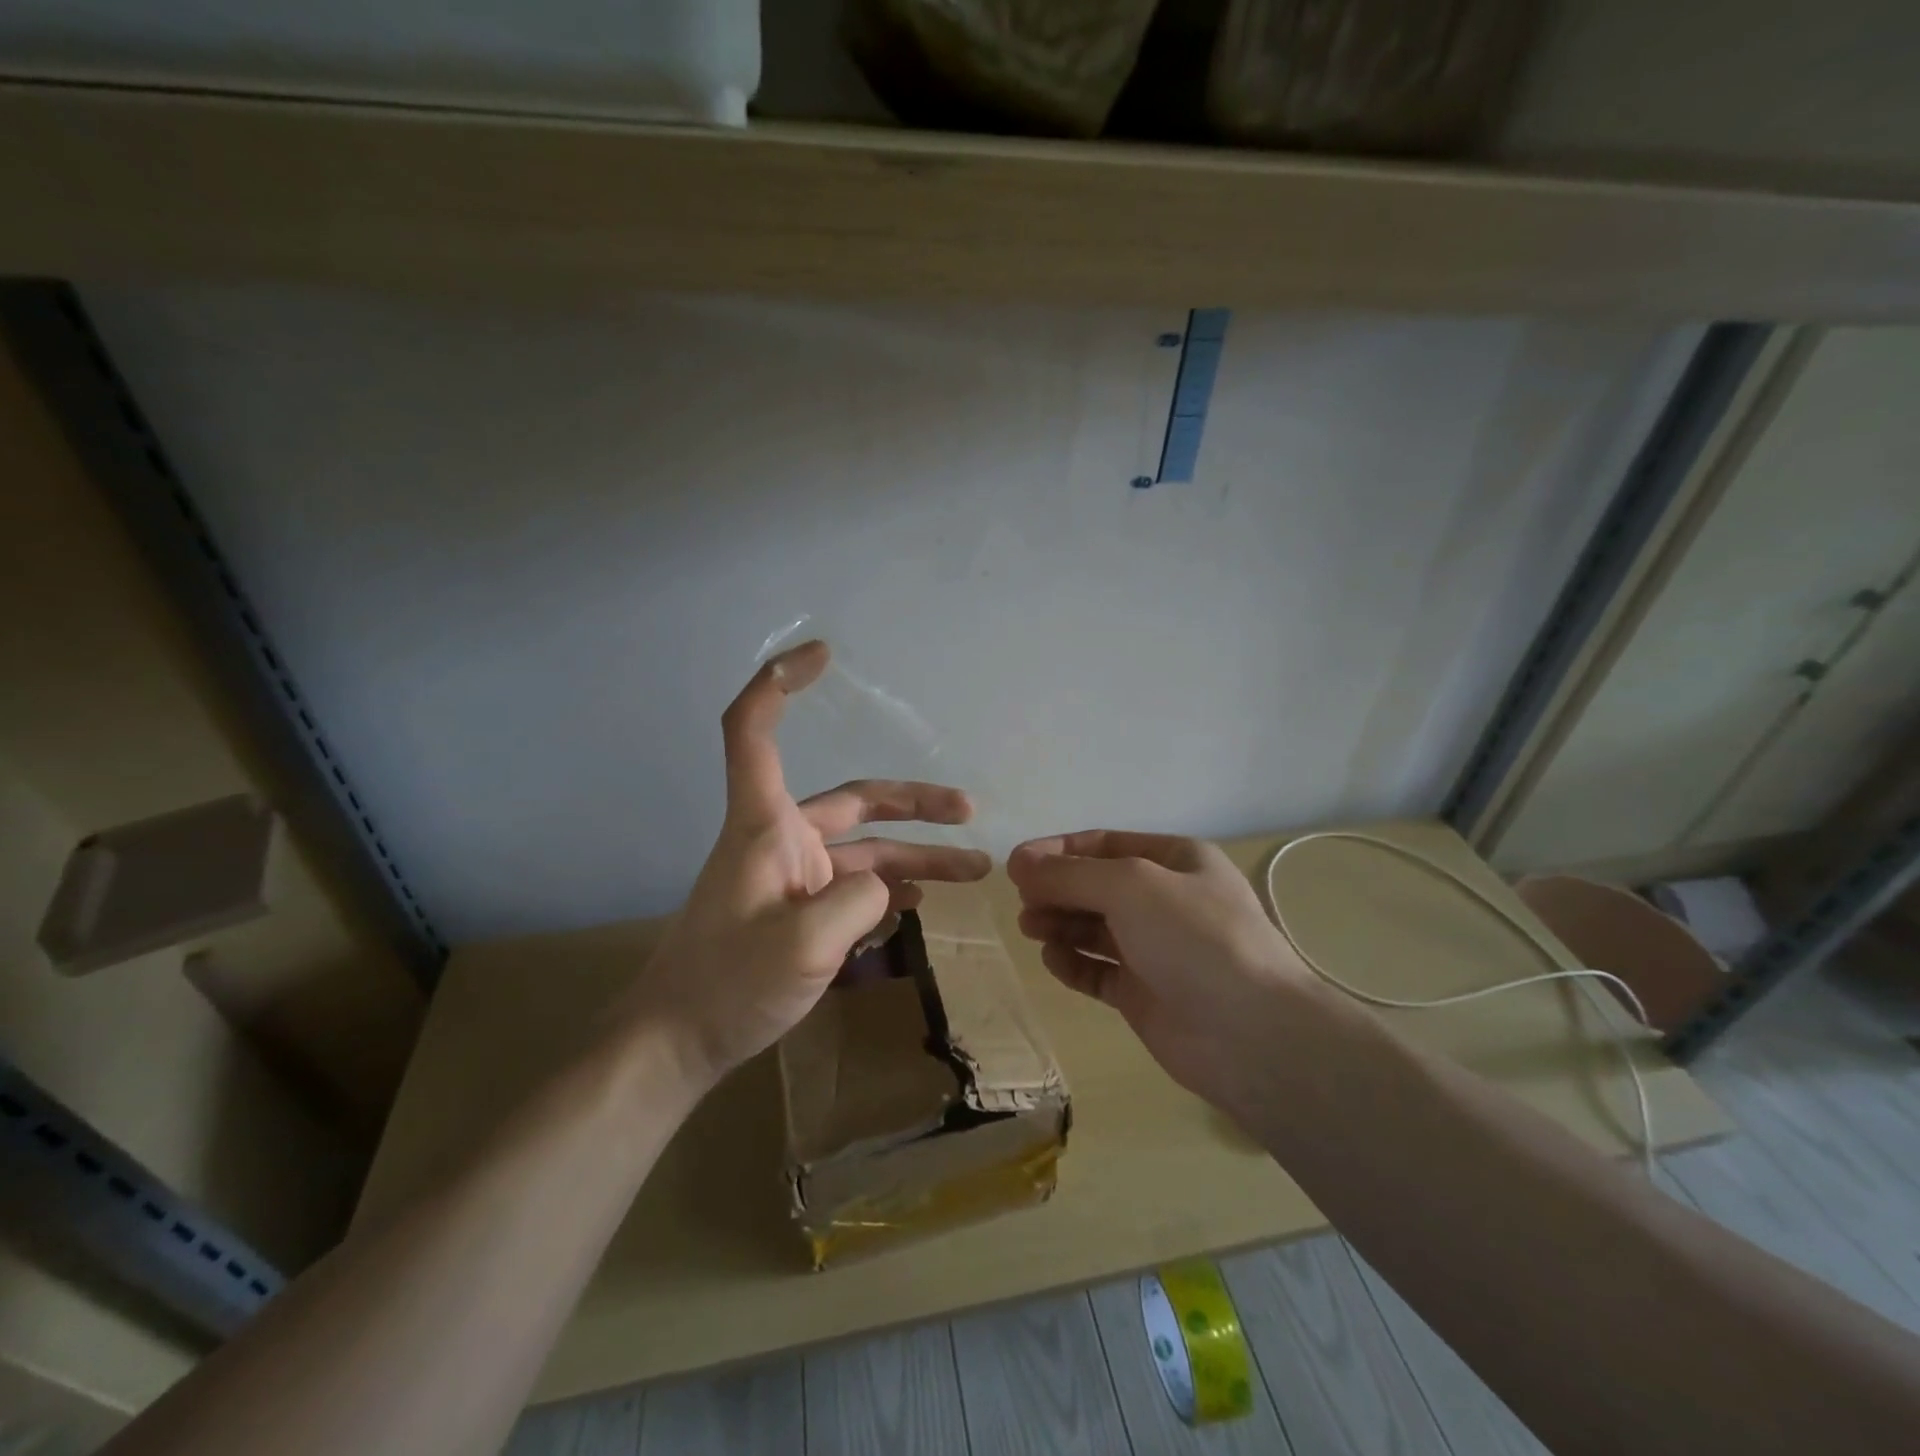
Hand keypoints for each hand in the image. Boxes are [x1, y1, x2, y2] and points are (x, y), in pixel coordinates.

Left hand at [623, 641, 990, 1089]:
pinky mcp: (800, 911)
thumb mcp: (804, 943)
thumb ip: (860, 899)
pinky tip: (922, 899)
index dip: (781, 683)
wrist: (678, 1044)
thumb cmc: (727, 984)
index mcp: (765, 825)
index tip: (823, 655)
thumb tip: (887, 884)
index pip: (755, 730)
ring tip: (975, 870)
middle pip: (854, 801)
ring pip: (866, 850)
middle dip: (915, 803)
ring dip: (917, 856)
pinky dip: (889, 885)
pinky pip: (854, 885)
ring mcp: (793, 877)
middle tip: (969, 810)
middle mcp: (781, 839)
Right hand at [1008, 830, 1316, 1117]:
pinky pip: (1097, 969)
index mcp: (1175, 860)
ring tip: (1030, 928)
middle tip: (1022, 902)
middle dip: (1056, 889)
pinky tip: (1054, 960)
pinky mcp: (1144, 993)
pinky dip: (1072, 962)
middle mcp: (1165, 900)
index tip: (1015, 865)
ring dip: (1059, 922)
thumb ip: (1070, 874)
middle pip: (1095, 885)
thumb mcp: (1131, 886)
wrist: (1251, 1034)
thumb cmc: (1194, 938)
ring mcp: (1155, 949)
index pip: (1104, 844)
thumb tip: (1018, 863)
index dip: (1058, 851)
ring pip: (1093, 927)